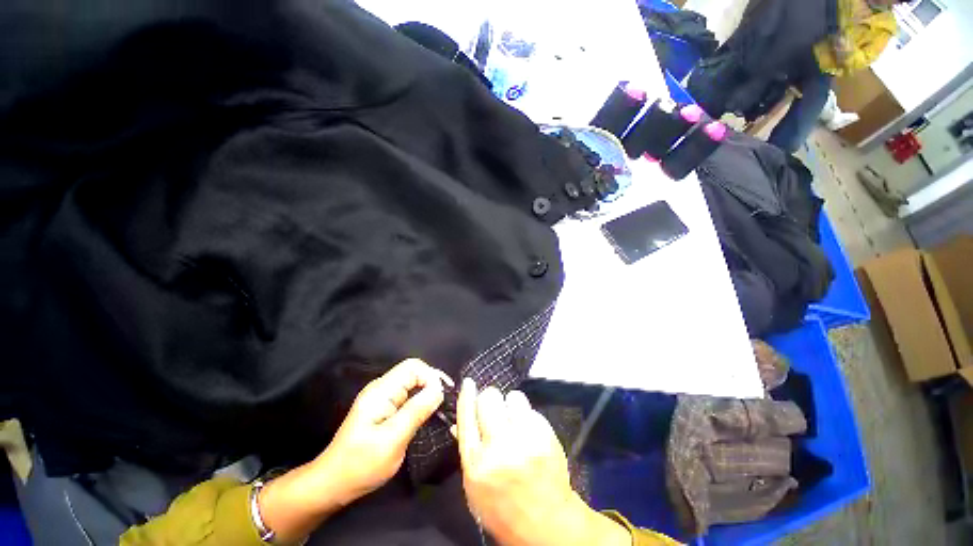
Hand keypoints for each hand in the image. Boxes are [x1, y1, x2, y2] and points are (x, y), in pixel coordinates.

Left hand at [259, 359, 450, 541]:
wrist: (332, 484)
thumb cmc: (360, 465)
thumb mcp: (392, 440)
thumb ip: (416, 411)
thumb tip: (439, 389)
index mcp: (381, 391)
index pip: (413, 367)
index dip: (431, 376)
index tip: (443, 396)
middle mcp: (381, 388)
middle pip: (413, 372)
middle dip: (432, 383)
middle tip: (445, 403)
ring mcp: (381, 398)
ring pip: (411, 383)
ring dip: (427, 392)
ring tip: (439, 409)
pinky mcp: (383, 408)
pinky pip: (407, 395)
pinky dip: (420, 400)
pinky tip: (426, 413)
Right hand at [454, 379, 629, 545]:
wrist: (547, 523)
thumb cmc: (504, 507)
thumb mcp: (475, 487)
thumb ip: (468, 451)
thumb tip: (458, 423)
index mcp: (477, 464)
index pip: (467, 417)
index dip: (466, 395)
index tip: (468, 382)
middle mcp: (500, 447)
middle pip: (489, 399)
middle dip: (490, 399)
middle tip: (494, 409)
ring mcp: (526, 439)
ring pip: (513, 397)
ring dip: (511, 405)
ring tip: (514, 420)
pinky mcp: (546, 435)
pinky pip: (531, 409)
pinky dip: (527, 416)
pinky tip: (529, 431)